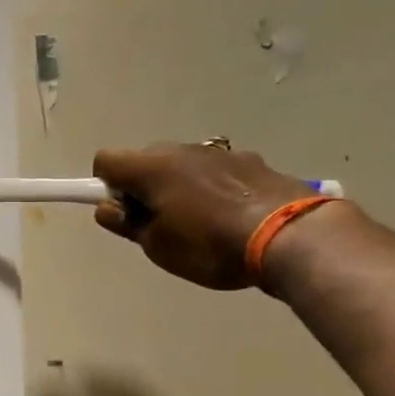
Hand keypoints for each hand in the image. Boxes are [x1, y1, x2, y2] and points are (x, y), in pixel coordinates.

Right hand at [92, 143, 322, 288]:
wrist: (290, 235)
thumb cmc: (210, 245)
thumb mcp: (158, 246)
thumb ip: (127, 224)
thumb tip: (108, 208)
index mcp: (151, 167)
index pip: (106, 160)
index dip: (104, 186)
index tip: (122, 213)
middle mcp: (181, 150)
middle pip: (145, 160)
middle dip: (142, 187)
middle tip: (158, 224)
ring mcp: (219, 153)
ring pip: (182, 164)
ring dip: (178, 187)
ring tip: (200, 224)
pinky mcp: (251, 161)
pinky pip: (214, 171)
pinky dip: (211, 188)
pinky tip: (231, 218)